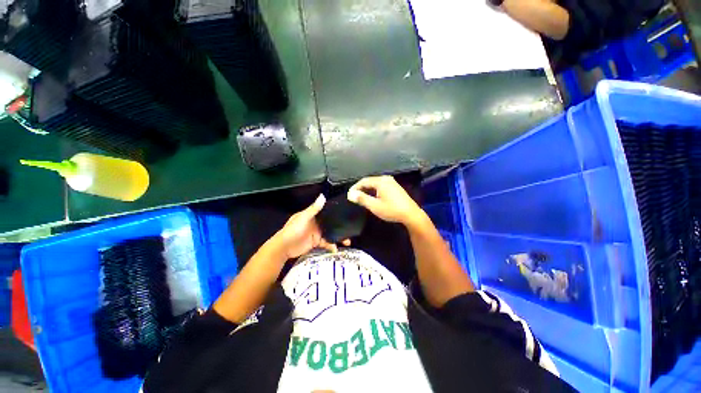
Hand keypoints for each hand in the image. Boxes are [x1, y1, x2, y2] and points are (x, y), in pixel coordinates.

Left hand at [273, 195, 343, 258]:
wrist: (284, 248)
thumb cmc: (293, 230)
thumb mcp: (303, 218)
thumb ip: (314, 209)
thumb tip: (323, 196)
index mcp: (312, 215)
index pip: (326, 211)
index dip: (335, 213)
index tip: (346, 214)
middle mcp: (316, 223)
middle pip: (330, 224)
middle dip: (339, 226)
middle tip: (350, 229)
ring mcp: (316, 233)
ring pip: (330, 233)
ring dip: (338, 237)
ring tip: (347, 242)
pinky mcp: (316, 242)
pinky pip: (326, 243)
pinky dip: (331, 246)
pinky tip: (336, 249)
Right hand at [347, 176, 425, 226]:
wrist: (411, 214)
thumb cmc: (391, 210)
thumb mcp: (374, 206)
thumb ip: (362, 199)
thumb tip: (351, 194)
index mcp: (380, 181)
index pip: (363, 181)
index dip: (355, 187)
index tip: (350, 195)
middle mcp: (386, 179)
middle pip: (370, 181)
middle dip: (361, 188)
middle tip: (354, 196)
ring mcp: (392, 182)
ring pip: (375, 183)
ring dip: (368, 189)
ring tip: (362, 197)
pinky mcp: (395, 187)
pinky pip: (381, 186)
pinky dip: (374, 190)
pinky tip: (373, 196)